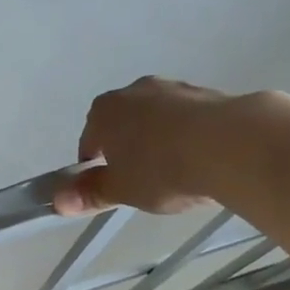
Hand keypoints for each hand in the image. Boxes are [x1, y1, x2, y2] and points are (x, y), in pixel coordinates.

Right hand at [54, 76, 233, 215]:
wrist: (232, 145)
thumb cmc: (162, 169)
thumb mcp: (121, 190)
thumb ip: (90, 193)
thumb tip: (57, 201)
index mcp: (104, 111)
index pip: (89, 141)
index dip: (96, 168)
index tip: (113, 188)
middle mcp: (135, 91)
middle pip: (123, 125)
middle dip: (129, 150)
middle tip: (144, 182)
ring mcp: (174, 88)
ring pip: (157, 120)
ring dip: (161, 141)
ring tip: (178, 173)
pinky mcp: (209, 93)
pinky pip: (189, 120)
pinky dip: (190, 137)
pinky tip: (203, 161)